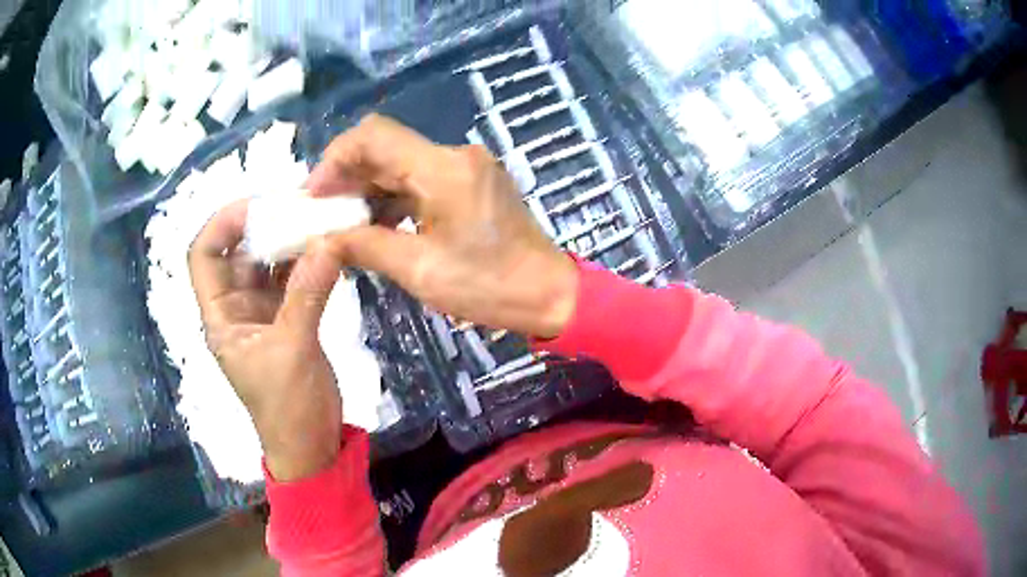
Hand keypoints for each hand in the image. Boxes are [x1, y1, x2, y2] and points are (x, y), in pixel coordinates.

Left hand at [188, 200, 342, 481]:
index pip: (204, 256)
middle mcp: (236, 308)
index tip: (257, 204)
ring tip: (319, 217)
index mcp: (221, 317)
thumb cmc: (287, 408)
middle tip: (299, 203)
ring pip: (269, 263)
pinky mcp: (288, 319)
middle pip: (239, 252)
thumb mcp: (293, 350)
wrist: (311, 445)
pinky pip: (294, 279)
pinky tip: (329, 247)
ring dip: (290, 241)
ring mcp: (263, 313)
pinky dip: (309, 262)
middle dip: (264, 225)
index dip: (221, 224)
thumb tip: (329, 241)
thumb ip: (307, 294)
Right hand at [306, 114, 578, 339]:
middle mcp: (455, 155)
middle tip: (320, 211)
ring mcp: (466, 167)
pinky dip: (393, 197)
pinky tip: (375, 224)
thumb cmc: (488, 286)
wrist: (549, 294)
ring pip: (401, 164)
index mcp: (442, 168)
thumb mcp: (419, 269)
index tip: (313, 195)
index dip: (335, 159)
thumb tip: (323, 239)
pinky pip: (421, 180)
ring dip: (368, 188)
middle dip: (347, 176)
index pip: (373, 136)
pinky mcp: (471, 183)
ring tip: (340, 222)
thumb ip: (364, 246)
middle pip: (386, 148)